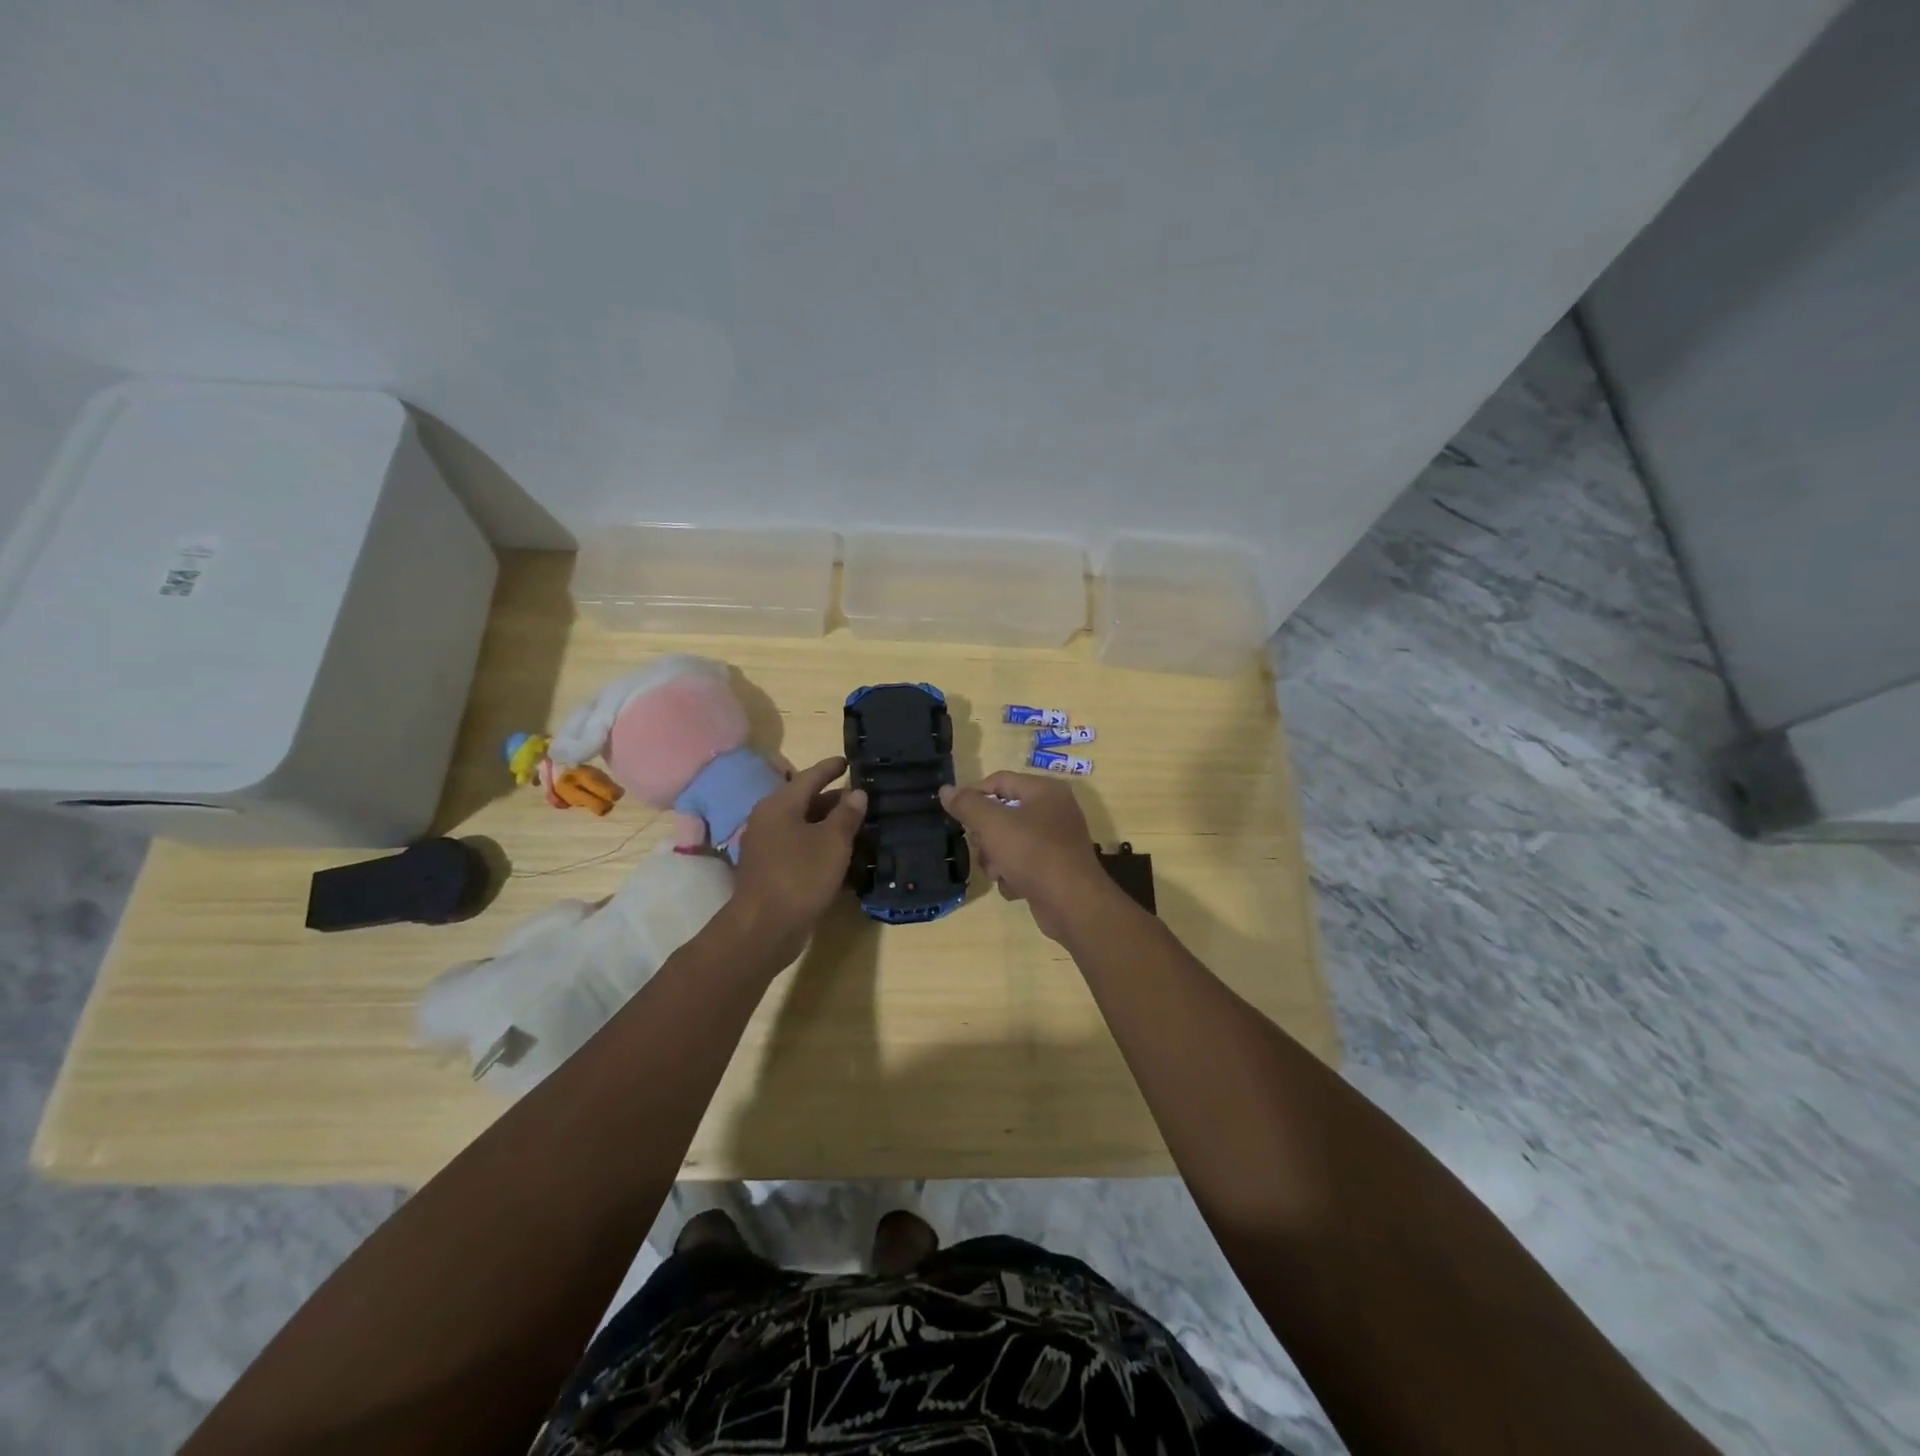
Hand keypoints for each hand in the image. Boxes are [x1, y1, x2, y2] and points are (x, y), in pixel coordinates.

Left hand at [727, 757, 866, 961]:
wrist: (765, 928)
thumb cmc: (800, 875)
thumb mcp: (832, 842)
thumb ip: (846, 815)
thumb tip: (856, 792)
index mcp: (779, 805)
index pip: (809, 777)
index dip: (831, 768)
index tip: (849, 761)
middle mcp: (769, 821)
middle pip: (805, 802)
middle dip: (834, 800)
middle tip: (862, 798)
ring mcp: (767, 848)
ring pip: (804, 828)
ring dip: (829, 827)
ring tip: (858, 826)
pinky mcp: (771, 872)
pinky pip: (800, 850)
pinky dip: (821, 848)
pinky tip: (843, 856)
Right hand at [940, 772, 1117, 941]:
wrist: (1072, 903)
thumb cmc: (1032, 853)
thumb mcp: (992, 824)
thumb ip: (967, 804)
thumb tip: (946, 790)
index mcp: (1044, 790)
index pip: (999, 780)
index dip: (974, 795)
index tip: (956, 815)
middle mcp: (1054, 810)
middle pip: (1004, 813)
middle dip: (986, 835)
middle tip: (980, 847)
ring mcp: (1057, 841)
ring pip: (1010, 842)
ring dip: (997, 859)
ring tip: (997, 872)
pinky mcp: (1056, 868)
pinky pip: (1024, 864)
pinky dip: (1015, 876)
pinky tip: (1015, 887)